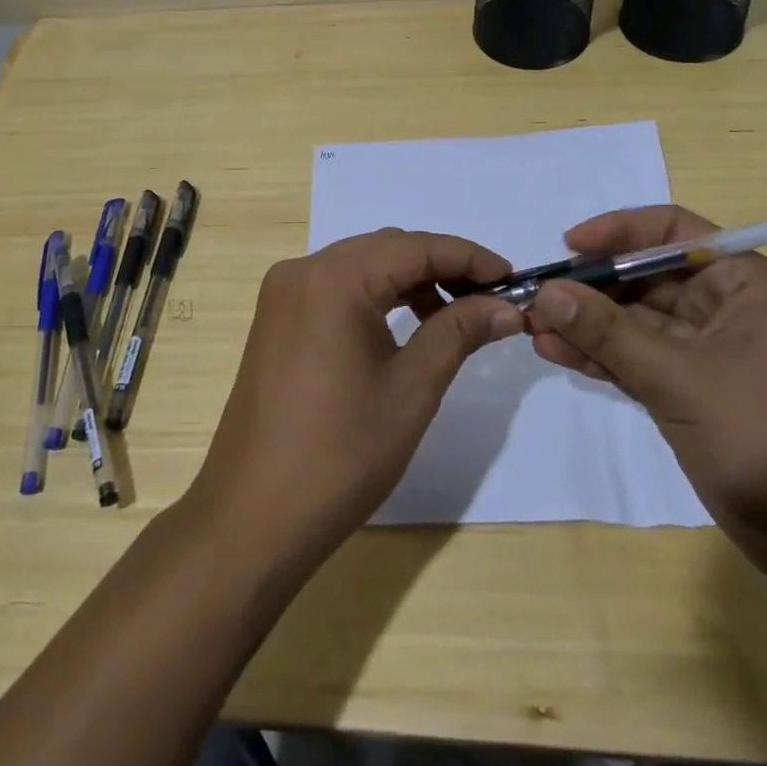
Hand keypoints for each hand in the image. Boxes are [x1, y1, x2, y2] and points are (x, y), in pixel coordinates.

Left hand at [188, 230, 521, 565]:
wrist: (253, 517)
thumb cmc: (340, 455)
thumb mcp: (410, 390)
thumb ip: (458, 333)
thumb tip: (507, 306)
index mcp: (333, 279)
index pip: (415, 247)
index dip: (469, 258)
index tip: (513, 280)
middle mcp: (302, 270)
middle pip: (386, 250)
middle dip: (442, 267)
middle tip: (490, 300)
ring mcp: (284, 294)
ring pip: (362, 266)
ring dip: (410, 281)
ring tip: (454, 316)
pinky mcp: (277, 318)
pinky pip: (337, 288)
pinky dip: (377, 297)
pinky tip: (407, 326)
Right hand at [527, 204, 766, 585]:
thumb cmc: (765, 436)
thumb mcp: (680, 378)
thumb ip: (608, 333)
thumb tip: (547, 292)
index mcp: (740, 283)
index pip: (672, 231)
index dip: (619, 231)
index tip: (570, 246)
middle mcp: (720, 306)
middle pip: (643, 276)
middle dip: (590, 286)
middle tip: (537, 297)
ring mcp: (701, 350)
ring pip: (632, 319)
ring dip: (586, 322)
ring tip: (534, 327)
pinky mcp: (686, 388)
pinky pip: (633, 357)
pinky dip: (598, 355)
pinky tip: (555, 353)